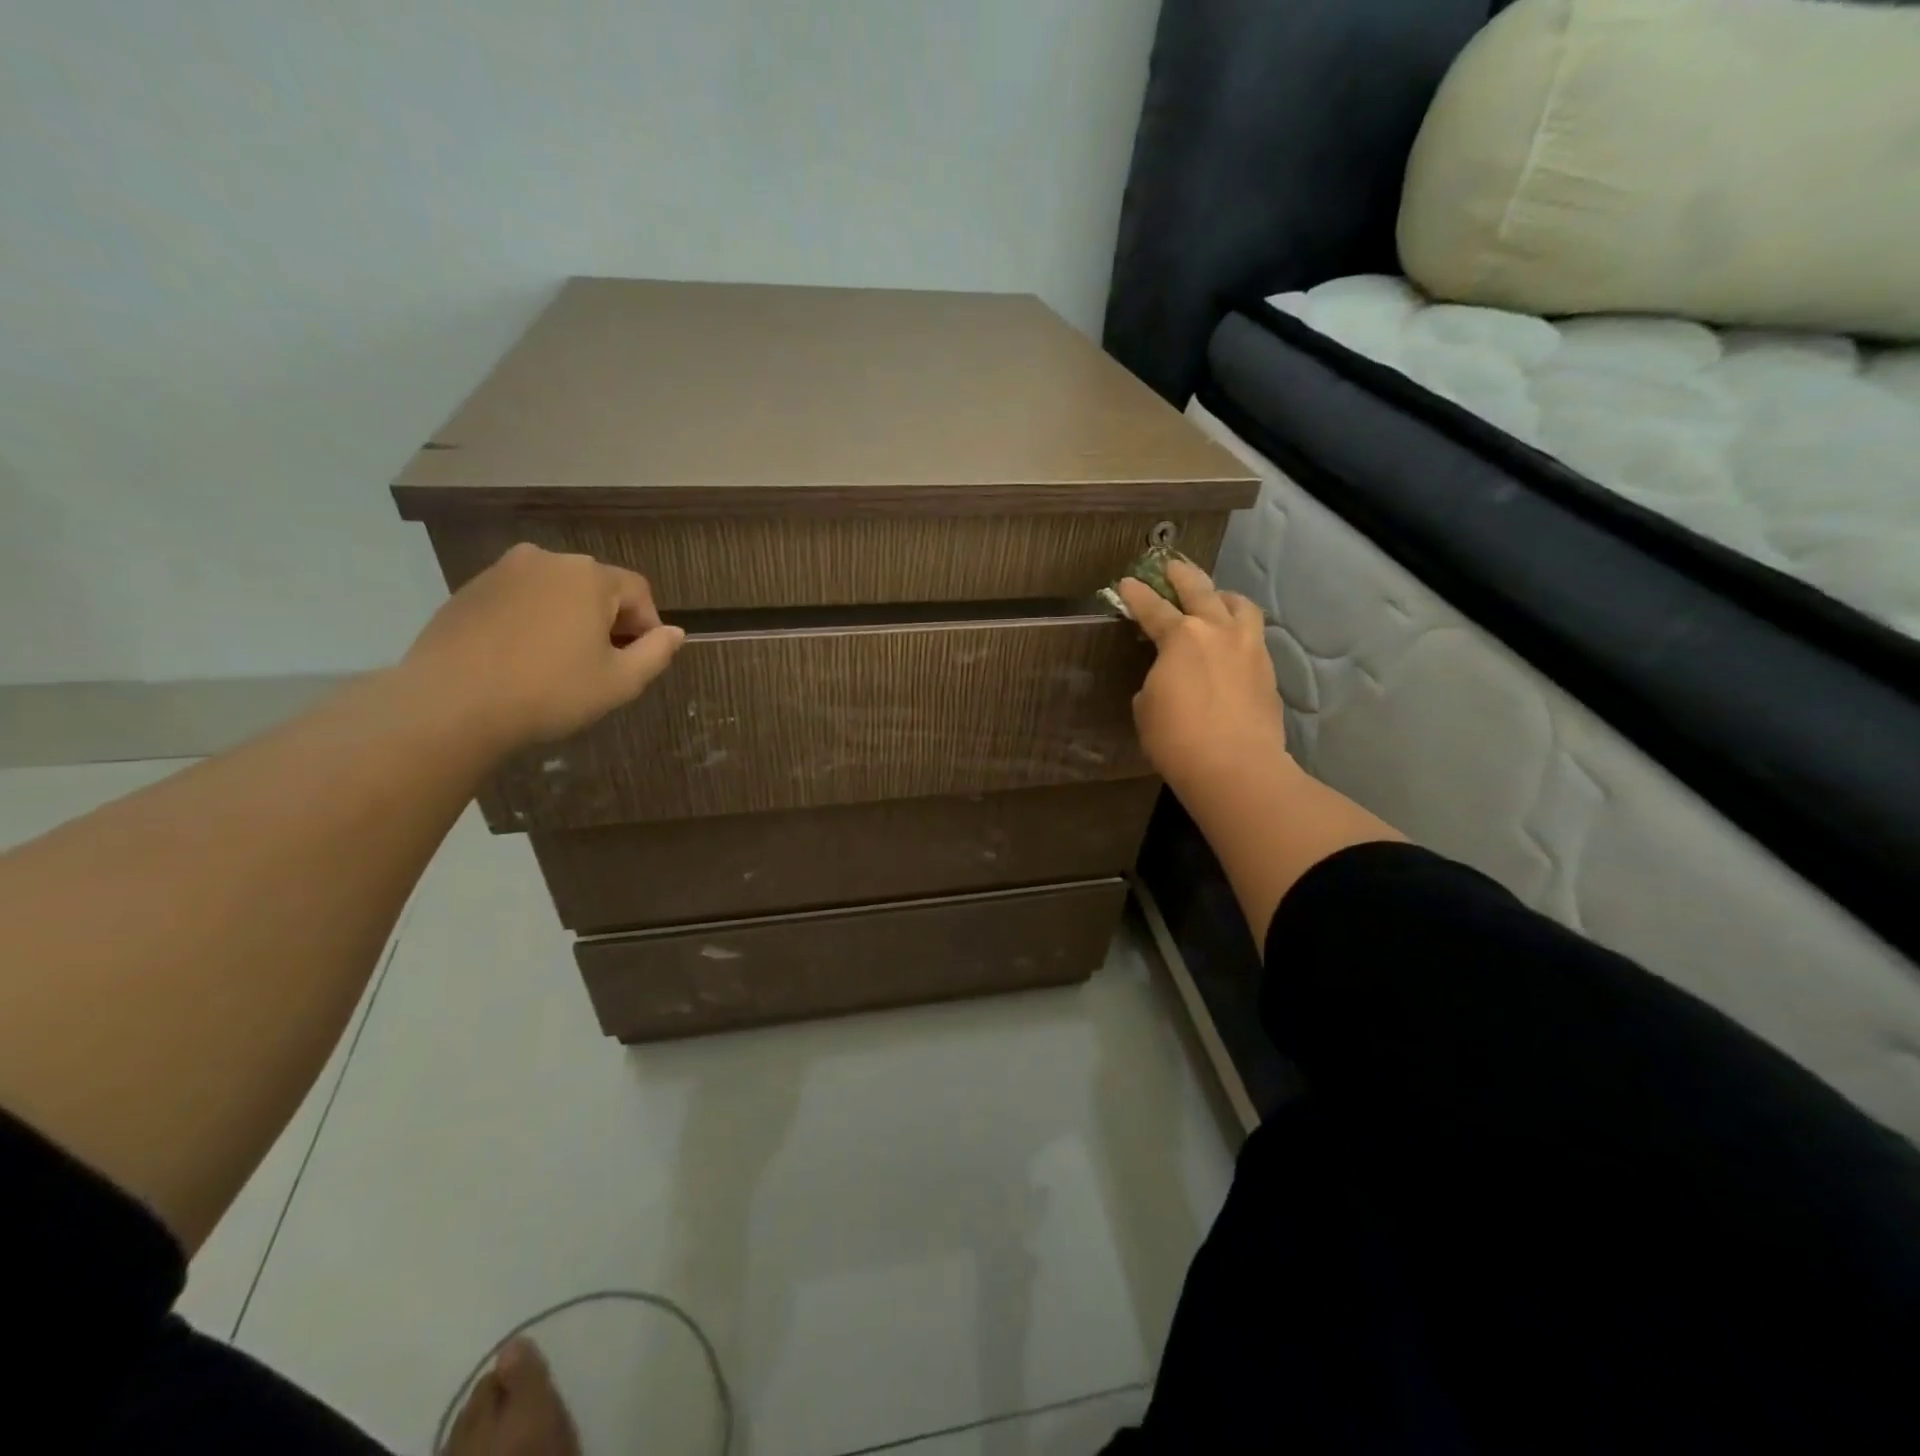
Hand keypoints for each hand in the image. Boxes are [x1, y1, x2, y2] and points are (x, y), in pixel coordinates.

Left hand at [403, 543, 684, 750]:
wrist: (451, 704)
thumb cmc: (550, 691)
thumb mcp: (620, 682)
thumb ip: (656, 653)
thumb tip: (675, 632)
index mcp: (589, 576)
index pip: (638, 591)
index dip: (648, 625)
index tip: (639, 660)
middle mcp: (548, 559)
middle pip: (596, 586)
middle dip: (607, 620)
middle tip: (602, 664)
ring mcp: (503, 571)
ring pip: (556, 591)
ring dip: (569, 619)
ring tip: (560, 661)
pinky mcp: (469, 589)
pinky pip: (520, 599)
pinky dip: (532, 621)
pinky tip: (522, 658)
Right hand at [1117, 560, 1288, 799]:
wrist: (1235, 767)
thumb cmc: (1177, 738)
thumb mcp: (1146, 708)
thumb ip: (1155, 682)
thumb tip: (1167, 679)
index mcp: (1180, 636)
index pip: (1152, 608)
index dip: (1136, 595)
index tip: (1126, 583)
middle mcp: (1217, 630)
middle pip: (1200, 590)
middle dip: (1182, 575)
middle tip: (1171, 566)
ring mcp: (1249, 648)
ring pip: (1239, 605)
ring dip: (1223, 596)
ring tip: (1216, 599)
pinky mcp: (1267, 670)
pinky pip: (1253, 636)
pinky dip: (1239, 630)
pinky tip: (1232, 642)